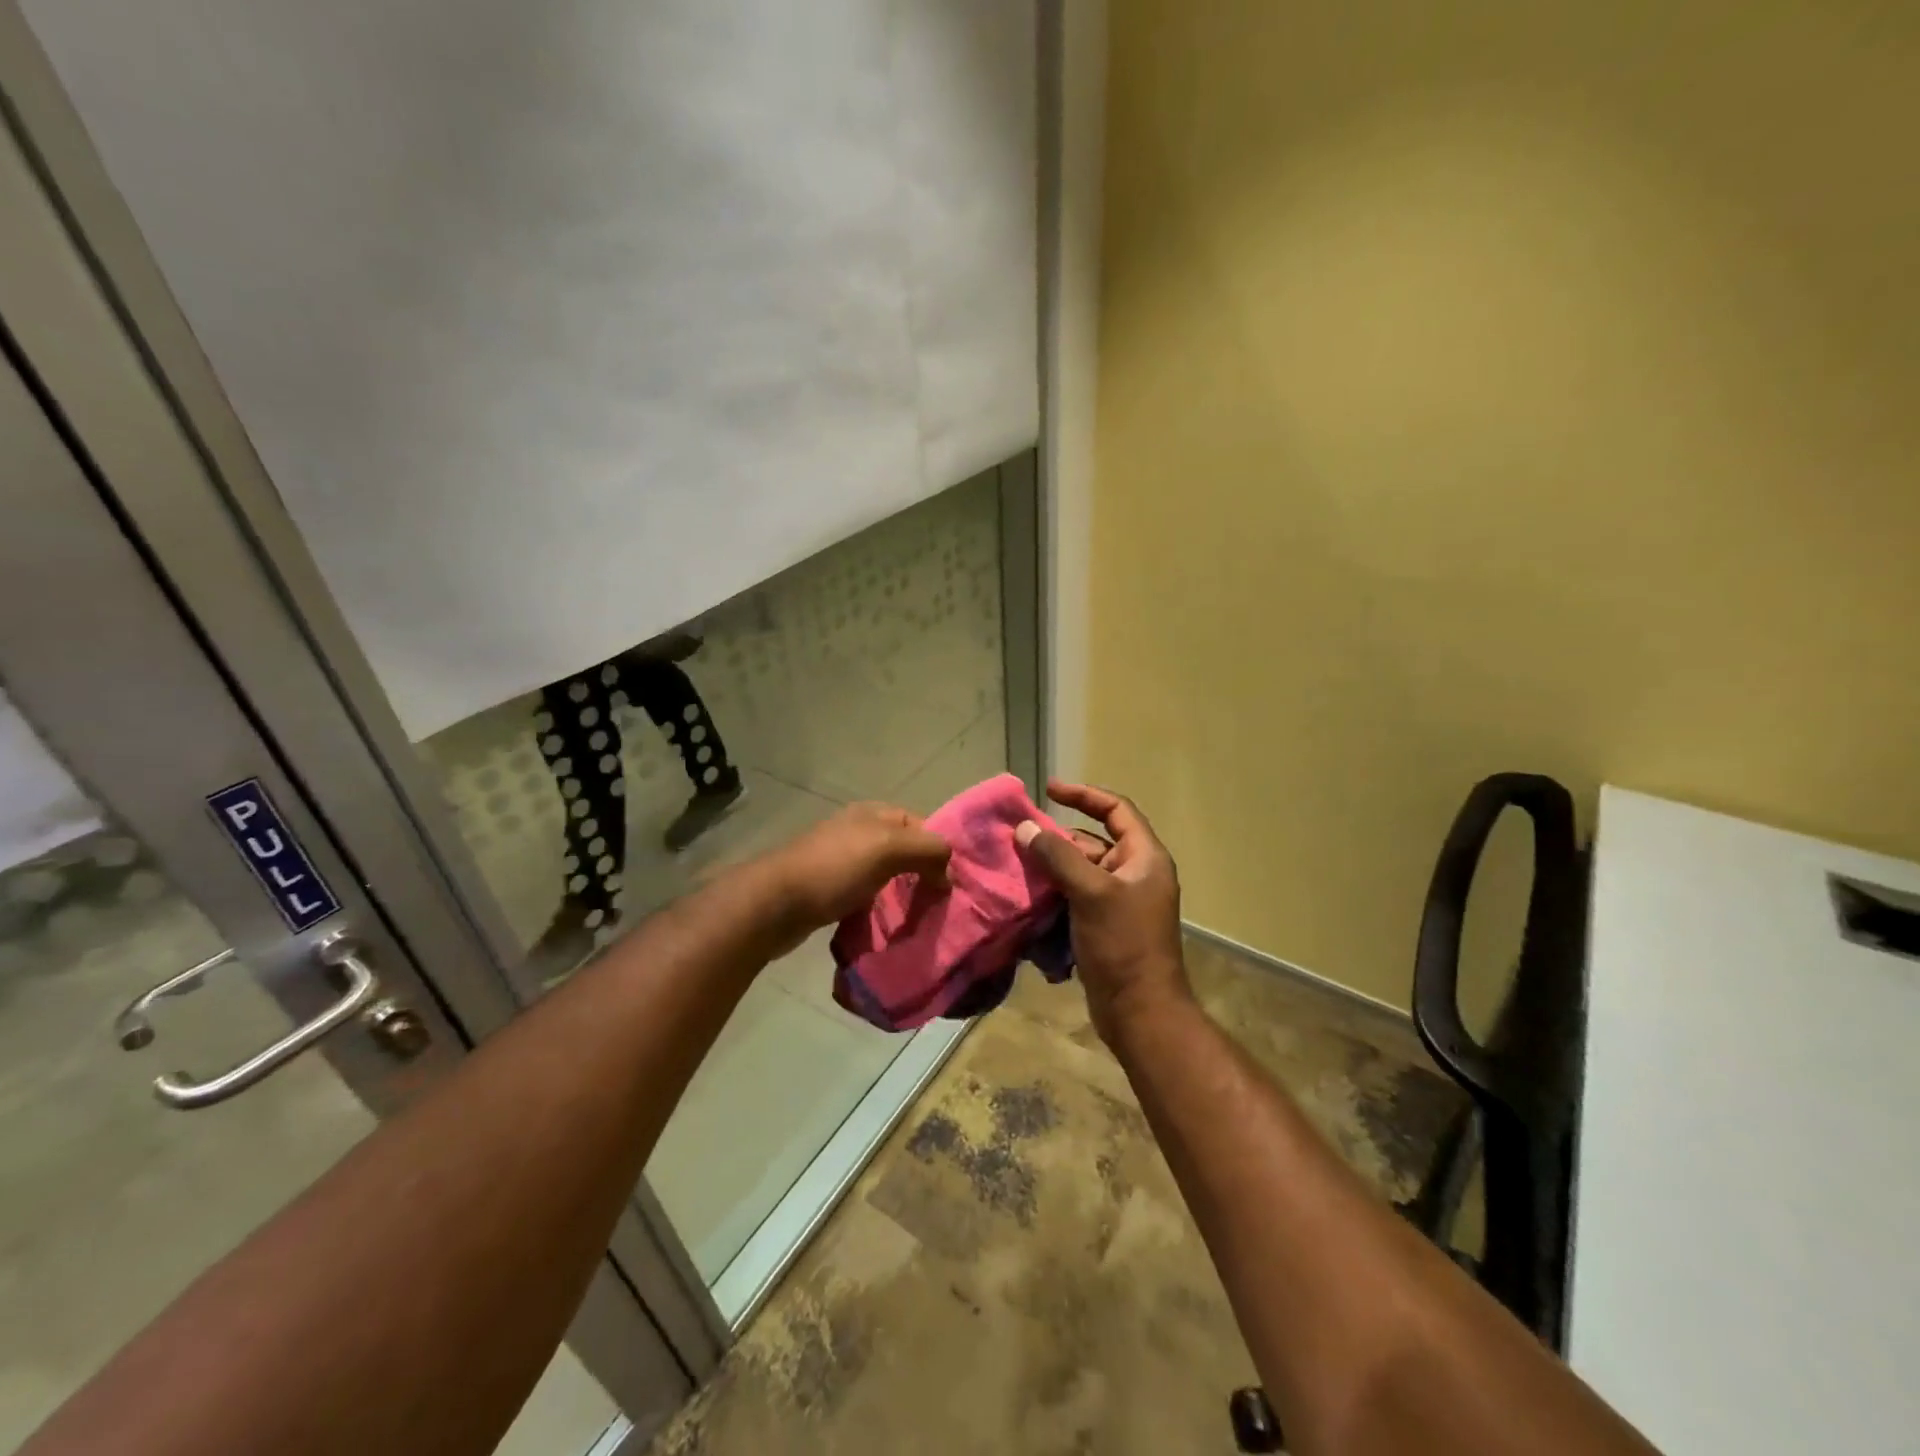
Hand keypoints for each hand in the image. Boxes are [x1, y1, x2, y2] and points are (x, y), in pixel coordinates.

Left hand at [764, 802, 950, 937]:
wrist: (774, 903)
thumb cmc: (834, 868)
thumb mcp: (888, 848)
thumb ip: (927, 849)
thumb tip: (949, 871)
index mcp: (874, 813)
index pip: (922, 824)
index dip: (939, 849)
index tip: (952, 882)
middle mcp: (859, 831)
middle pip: (905, 850)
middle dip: (924, 874)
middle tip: (940, 903)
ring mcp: (843, 861)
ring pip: (887, 875)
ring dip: (903, 894)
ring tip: (920, 918)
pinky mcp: (831, 890)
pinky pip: (868, 895)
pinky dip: (881, 909)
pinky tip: (888, 925)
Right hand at [1015, 779, 1190, 1040]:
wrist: (1139, 1011)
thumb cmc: (1123, 944)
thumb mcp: (1091, 893)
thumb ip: (1058, 857)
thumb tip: (1025, 828)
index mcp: (1144, 858)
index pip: (1115, 810)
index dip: (1083, 795)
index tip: (1048, 789)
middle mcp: (1134, 874)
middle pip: (1092, 842)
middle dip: (1057, 839)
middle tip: (1020, 838)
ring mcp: (1119, 902)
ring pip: (1079, 872)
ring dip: (1051, 869)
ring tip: (1016, 867)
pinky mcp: (1103, 926)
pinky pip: (1074, 898)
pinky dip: (1053, 895)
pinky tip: (1027, 899)